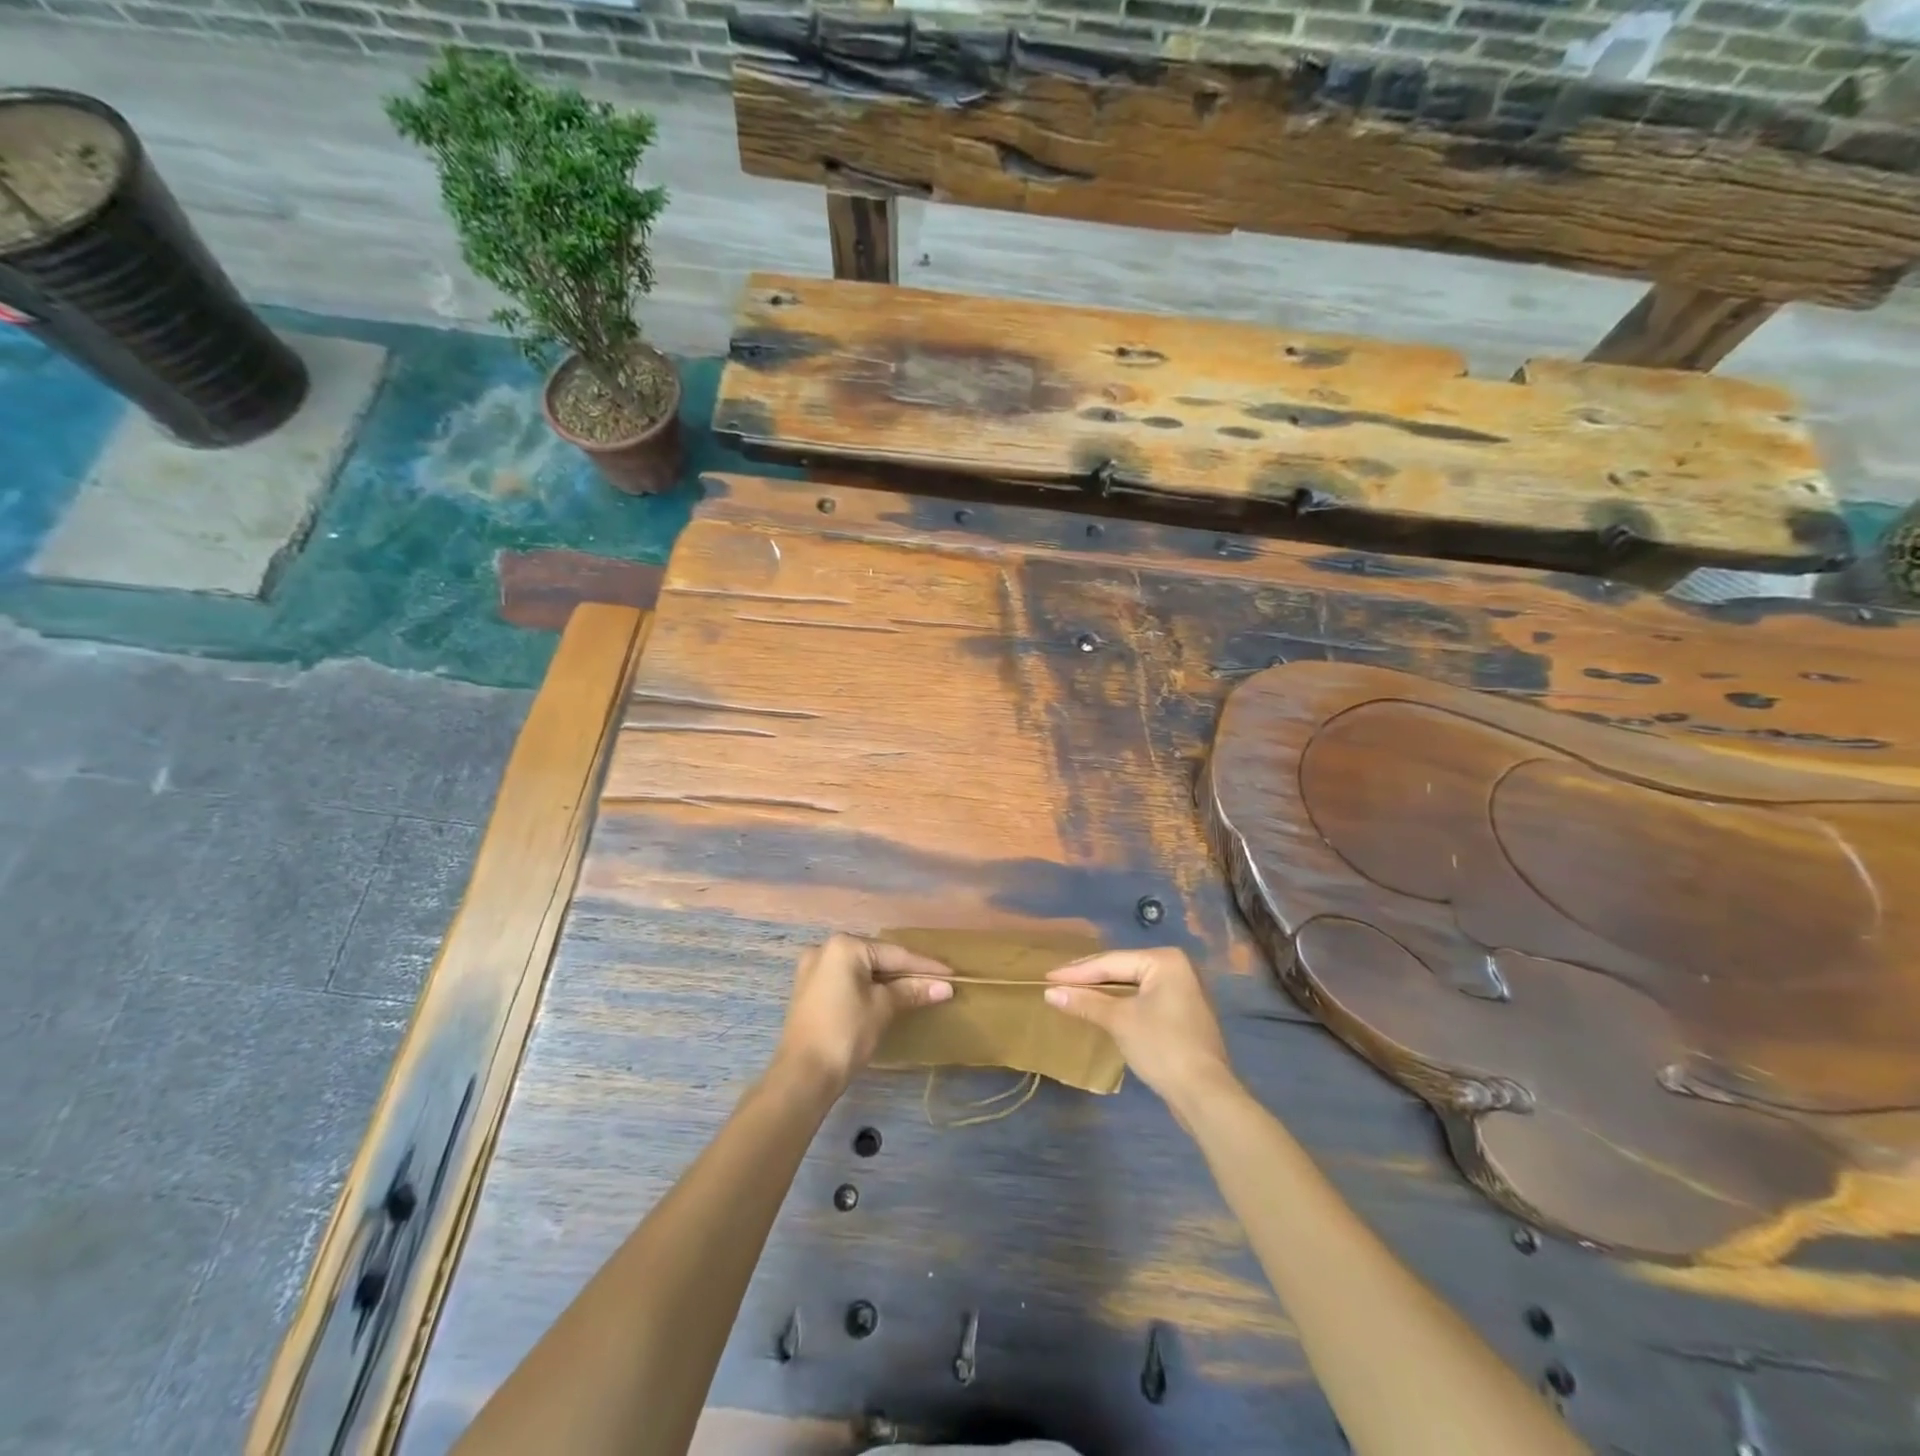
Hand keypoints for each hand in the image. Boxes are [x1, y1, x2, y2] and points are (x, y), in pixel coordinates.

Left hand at [775, 934, 952, 1092]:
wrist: (803, 1075)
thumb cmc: (846, 1034)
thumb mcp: (883, 1008)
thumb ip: (912, 991)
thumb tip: (945, 987)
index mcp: (844, 946)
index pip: (894, 954)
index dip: (924, 966)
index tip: (951, 973)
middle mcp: (825, 949)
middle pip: (877, 957)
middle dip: (906, 971)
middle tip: (936, 981)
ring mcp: (813, 969)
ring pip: (861, 969)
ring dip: (887, 979)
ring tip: (917, 987)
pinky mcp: (809, 989)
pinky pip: (847, 980)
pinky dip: (867, 986)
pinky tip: (886, 995)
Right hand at [1045, 947, 1235, 1109]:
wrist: (1205, 1094)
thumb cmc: (1162, 1047)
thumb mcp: (1119, 1021)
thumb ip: (1085, 1002)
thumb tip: (1050, 993)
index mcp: (1165, 960)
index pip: (1111, 962)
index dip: (1077, 972)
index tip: (1048, 977)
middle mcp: (1178, 968)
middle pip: (1123, 969)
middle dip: (1090, 978)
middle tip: (1057, 982)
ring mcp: (1183, 991)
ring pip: (1133, 985)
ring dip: (1104, 991)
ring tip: (1074, 992)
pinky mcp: (1183, 1014)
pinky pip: (1144, 999)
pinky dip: (1122, 1003)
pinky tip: (1102, 1008)